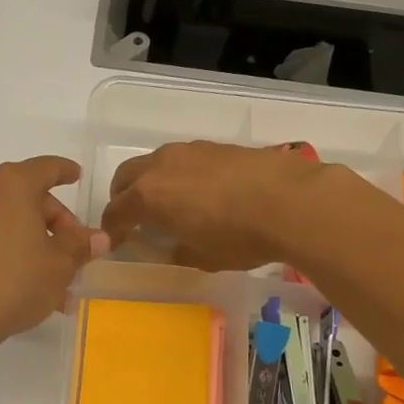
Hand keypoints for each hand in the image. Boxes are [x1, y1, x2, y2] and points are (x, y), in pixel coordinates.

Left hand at [0, 157, 109, 347]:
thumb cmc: (16, 281)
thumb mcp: (60, 264)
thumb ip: (80, 245)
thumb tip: (99, 238)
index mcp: (12, 184)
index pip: (47, 168)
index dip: (66, 171)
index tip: (78, 177)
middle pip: (29, 198)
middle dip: (56, 225)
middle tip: (76, 254)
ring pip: (12, 223)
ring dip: (37, 247)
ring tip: (60, 286)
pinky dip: (14, 254)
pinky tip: (31, 288)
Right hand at [101, 140, 332, 270]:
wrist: (291, 201)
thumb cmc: (239, 237)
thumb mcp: (202, 257)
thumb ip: (176, 251)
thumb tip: (169, 247)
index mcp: (149, 196)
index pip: (116, 211)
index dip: (112, 229)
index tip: (116, 242)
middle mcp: (161, 166)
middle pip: (126, 177)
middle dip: (123, 197)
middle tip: (134, 218)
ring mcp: (189, 151)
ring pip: (154, 162)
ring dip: (151, 182)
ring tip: (169, 203)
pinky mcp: (215, 146)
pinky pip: (183, 159)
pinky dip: (178, 174)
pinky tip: (200, 192)